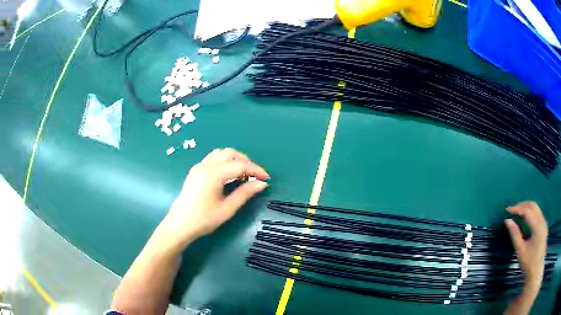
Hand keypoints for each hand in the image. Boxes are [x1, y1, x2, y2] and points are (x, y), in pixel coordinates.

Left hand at [160, 148, 269, 250]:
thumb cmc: (204, 219)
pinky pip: (213, 158)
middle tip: (254, 176)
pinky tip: (228, 175)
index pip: (240, 165)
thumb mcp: (227, 209)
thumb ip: (245, 193)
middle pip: (230, 153)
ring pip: (221, 153)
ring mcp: (199, 166)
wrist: (180, 224)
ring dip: (234, 159)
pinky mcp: (195, 170)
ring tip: (242, 174)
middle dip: (246, 161)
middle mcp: (205, 165)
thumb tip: (262, 184)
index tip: (267, 179)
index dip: (256, 170)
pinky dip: (225, 161)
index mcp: (213, 174)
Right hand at [505, 201, 547, 291]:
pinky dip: (530, 212)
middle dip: (522, 205)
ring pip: (536, 208)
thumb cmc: (528, 263)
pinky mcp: (544, 226)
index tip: (507, 210)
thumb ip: (515, 234)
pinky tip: (525, 218)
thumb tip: (507, 221)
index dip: (517, 209)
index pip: (527, 211)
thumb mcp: (520, 250)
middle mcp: (542, 221)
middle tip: (512, 209)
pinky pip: (537, 213)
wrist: (536, 271)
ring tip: (517, 212)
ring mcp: (544, 222)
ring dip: (527, 207)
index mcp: (537, 227)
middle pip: (533, 206)